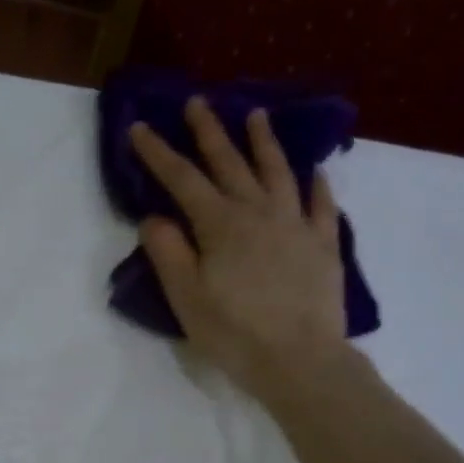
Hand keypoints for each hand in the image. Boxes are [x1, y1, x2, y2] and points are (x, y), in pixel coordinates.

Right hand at [130, 99, 349, 404]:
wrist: (299, 360)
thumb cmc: (234, 334)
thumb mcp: (187, 299)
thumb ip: (168, 253)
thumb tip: (154, 218)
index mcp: (220, 225)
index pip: (183, 180)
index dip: (159, 153)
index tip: (139, 127)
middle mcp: (259, 213)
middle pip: (230, 164)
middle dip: (210, 132)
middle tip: (198, 102)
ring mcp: (296, 225)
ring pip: (278, 173)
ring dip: (264, 143)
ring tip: (257, 116)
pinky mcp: (323, 245)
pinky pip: (321, 205)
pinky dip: (316, 184)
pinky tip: (314, 172)